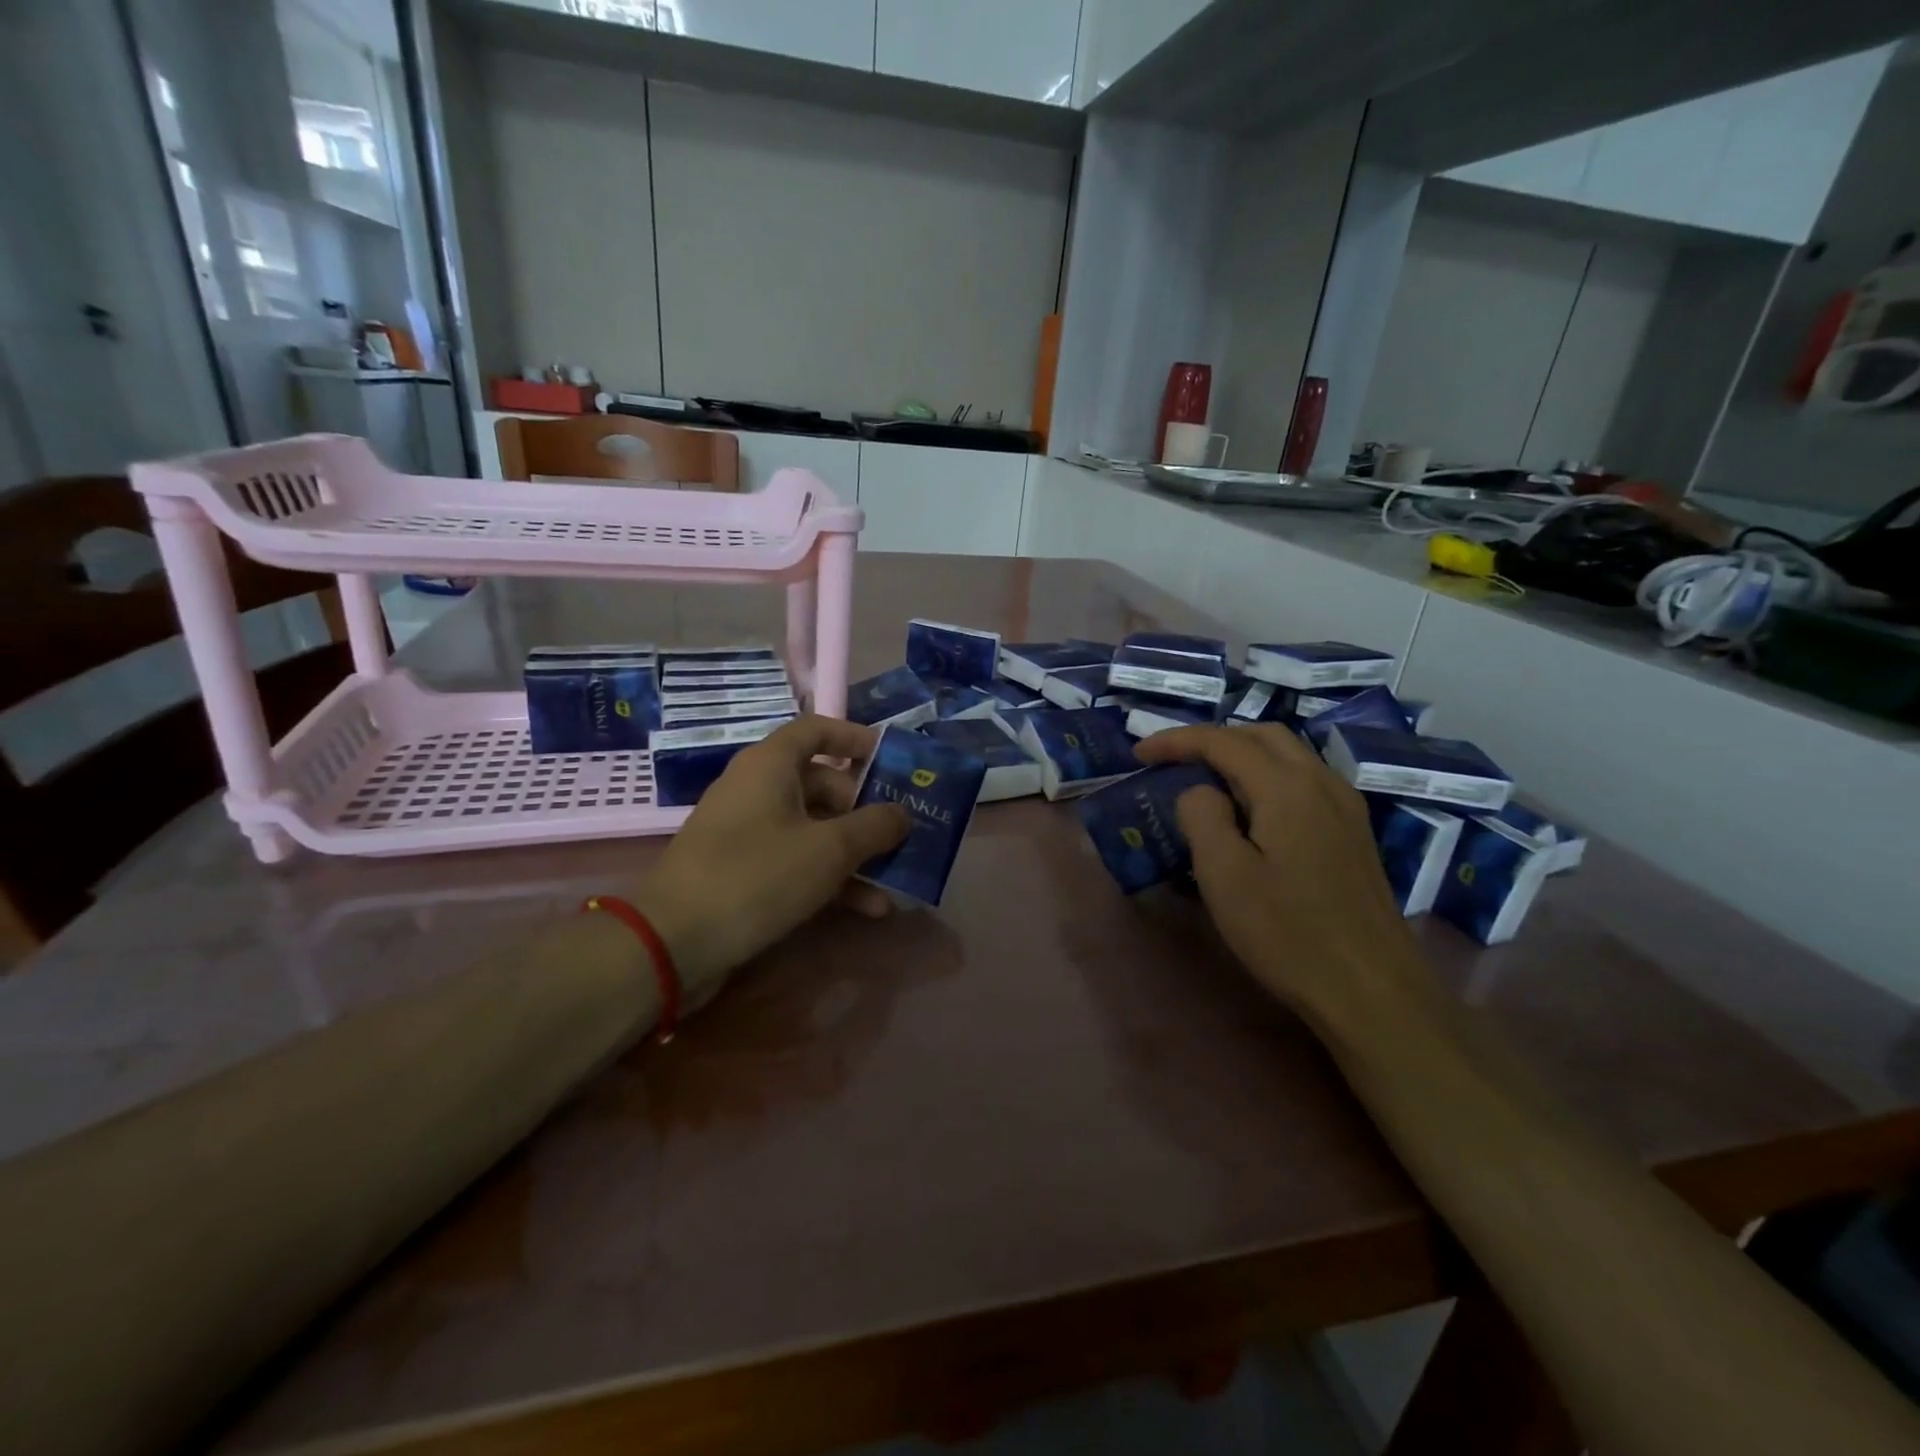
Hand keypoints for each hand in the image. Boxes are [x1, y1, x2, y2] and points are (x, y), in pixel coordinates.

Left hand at [628, 716, 909, 1009]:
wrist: (672, 943)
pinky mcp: (742, 871)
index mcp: (770, 765)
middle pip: (821, 784)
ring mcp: (747, 832)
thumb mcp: (829, 849)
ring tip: (894, 878)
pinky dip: (830, 878)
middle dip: (864, 809)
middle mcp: (757, 789)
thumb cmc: (756, 876)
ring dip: (854, 853)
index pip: (816, 730)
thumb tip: (902, 814)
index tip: (890, 758)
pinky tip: (868, 908)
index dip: (855, 738)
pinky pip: (796, 861)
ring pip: (813, 829)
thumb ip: (874, 826)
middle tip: (899, 833)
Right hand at [1134, 724, 1427, 1023]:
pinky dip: (1266, 774)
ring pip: (1288, 754)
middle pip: (1261, 735)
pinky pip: (1303, 778)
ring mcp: (1344, 806)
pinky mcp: (1353, 831)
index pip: (1223, 742)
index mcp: (1287, 787)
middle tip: (1172, 760)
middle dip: (1211, 739)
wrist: (1372, 989)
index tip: (1138, 754)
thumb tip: (1201, 792)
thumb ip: (1203, 816)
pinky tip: (1252, 807)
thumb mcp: (1224, 875)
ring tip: (1205, 778)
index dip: (1177, 741)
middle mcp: (1321, 782)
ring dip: (1241, 753)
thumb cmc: (1287, 932)